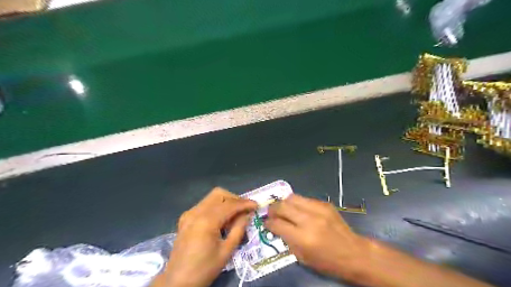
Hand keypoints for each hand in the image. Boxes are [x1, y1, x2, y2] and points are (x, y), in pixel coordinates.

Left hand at [158, 187, 257, 286]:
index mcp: (207, 221)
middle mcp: (196, 212)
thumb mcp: (226, 251)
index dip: (244, 203)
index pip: (230, 205)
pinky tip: (220, 220)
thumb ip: (239, 229)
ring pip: (211, 197)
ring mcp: (189, 213)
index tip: (256, 205)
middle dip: (234, 199)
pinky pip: (204, 204)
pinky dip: (215, 207)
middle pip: (219, 194)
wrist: (177, 281)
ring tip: (234, 215)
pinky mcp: (185, 217)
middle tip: (244, 210)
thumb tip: (247, 214)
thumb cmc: (204, 268)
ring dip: (225, 202)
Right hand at [264, 195, 366, 280]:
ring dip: (284, 203)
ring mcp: (318, 209)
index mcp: (303, 238)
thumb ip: (287, 240)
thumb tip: (276, 227)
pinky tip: (299, 210)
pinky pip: (305, 199)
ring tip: (283, 209)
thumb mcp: (303, 257)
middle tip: (271, 213)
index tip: (266, 223)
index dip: (268, 223)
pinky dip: (298, 203)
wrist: (354, 253)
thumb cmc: (327, 261)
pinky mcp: (325, 204)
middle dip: (273, 209)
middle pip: (282, 206)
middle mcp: (309, 220)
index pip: (277, 224)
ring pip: (292, 197)